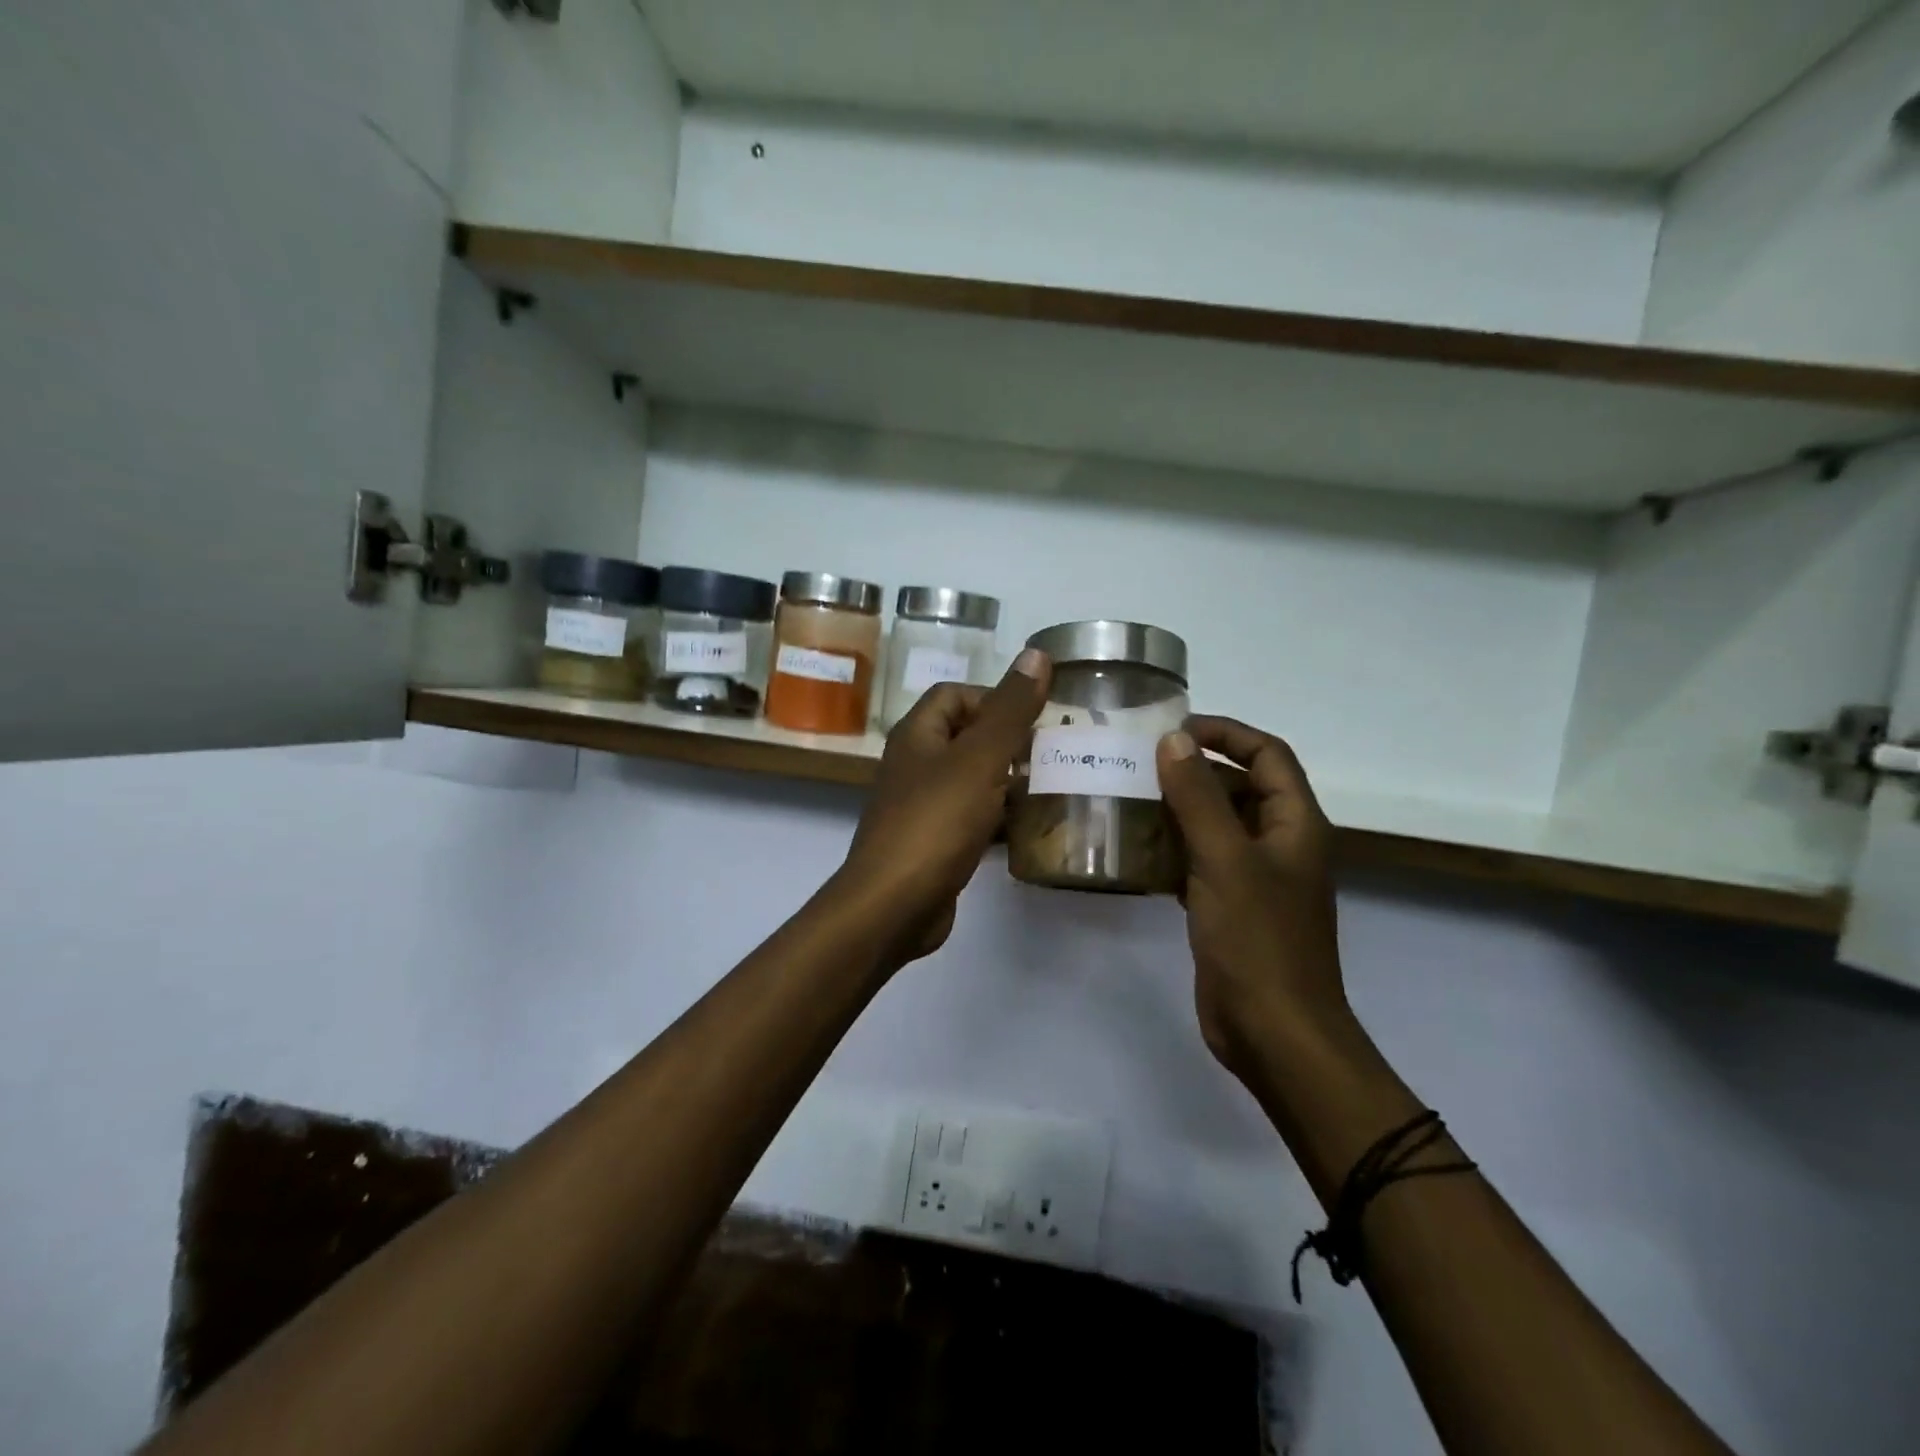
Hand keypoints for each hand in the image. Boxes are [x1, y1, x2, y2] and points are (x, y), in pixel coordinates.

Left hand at [835, 648, 1051, 965]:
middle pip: (966, 736)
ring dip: (1008, 781)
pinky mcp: (933, 844)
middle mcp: (914, 765)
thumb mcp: (979, 758)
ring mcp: (921, 807)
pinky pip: (971, 818)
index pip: (955, 694)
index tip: (1035, 717)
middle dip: (1010, 741)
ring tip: (1053, 787)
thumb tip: (1037, 654)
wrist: (894, 905)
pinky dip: (998, 818)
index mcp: (917, 735)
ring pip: (971, 780)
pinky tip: (1030, 829)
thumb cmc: (936, 821)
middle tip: (1054, 752)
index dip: (994, 697)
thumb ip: (1010, 709)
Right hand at [1155, 718, 1348, 1081]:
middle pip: (1240, 787)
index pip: (1267, 754)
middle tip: (1138, 764)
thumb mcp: (1225, 860)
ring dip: (1178, 810)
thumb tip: (1172, 740)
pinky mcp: (1230, 907)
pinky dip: (1173, 850)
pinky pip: (1200, 862)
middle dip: (1194, 771)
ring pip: (1216, 826)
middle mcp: (1280, 844)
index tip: (1173, 729)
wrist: (1274, 1033)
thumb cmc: (1258, 940)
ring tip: (1128, 798)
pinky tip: (1135, 850)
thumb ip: (1198, 797)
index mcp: (1295, 823)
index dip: (1226, 733)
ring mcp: (1255, 878)